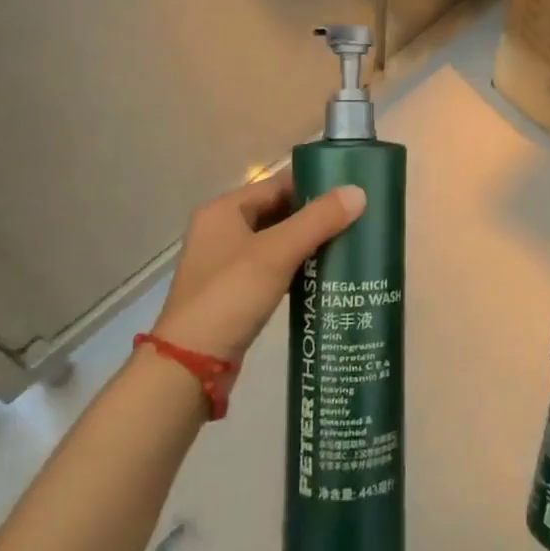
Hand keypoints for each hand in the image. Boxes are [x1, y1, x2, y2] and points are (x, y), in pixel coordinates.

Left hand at [152, 170, 364, 361]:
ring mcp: (225, 264)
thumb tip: (359, 192)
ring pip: (276, 242)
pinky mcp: (234, 293)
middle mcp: (221, 230)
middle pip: (277, 212)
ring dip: (307, 243)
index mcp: (224, 210)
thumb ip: (318, 220)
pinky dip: (296, 268)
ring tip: (348, 244)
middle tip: (356, 218)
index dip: (313, 184)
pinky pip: (272, 268)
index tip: (350, 190)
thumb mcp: (277, 253)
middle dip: (314, 216)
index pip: (277, 184)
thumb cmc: (231, 295)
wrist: (190, 366)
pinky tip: (324, 275)